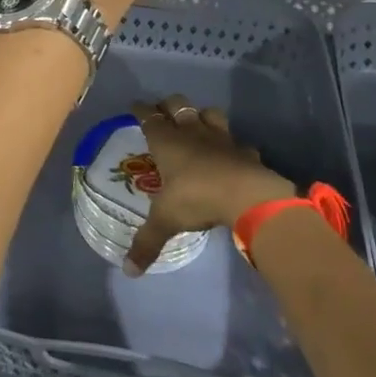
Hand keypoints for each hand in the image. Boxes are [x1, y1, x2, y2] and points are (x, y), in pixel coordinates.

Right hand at [124, 96, 293, 275]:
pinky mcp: (245, 150)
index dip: (141, 110)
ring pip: (209, 113)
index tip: (135, 106)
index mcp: (167, 141)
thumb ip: (147, 243)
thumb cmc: (197, 198)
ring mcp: (221, 138)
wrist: (247, 196)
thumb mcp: (166, 221)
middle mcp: (192, 132)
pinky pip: (238, 143)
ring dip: (202, 116)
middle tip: (164, 114)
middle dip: (169, 106)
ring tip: (198, 124)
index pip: (149, 116)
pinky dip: (234, 146)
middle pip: (178, 105)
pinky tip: (233, 155)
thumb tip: (128, 271)